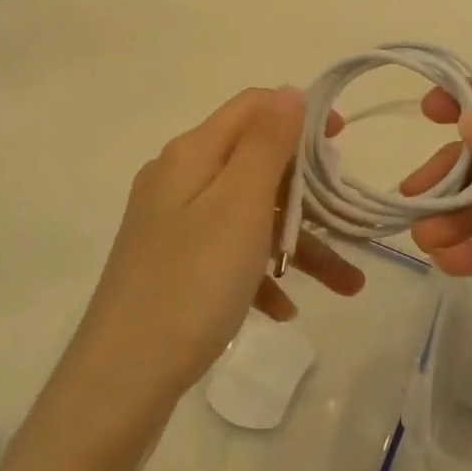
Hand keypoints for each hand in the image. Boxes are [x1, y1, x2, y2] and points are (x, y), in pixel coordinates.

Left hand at [73, 88, 366, 407]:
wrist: (122, 379)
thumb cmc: (191, 283)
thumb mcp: (239, 205)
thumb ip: (267, 143)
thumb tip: (289, 91)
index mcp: (191, 154)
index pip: (252, 108)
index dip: (299, 114)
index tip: (343, 143)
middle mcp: (179, 180)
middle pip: (255, 164)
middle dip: (308, 193)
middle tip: (349, 219)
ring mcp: (174, 225)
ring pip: (249, 216)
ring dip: (297, 244)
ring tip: (348, 285)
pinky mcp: (174, 266)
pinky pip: (229, 255)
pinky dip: (261, 274)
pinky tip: (285, 309)